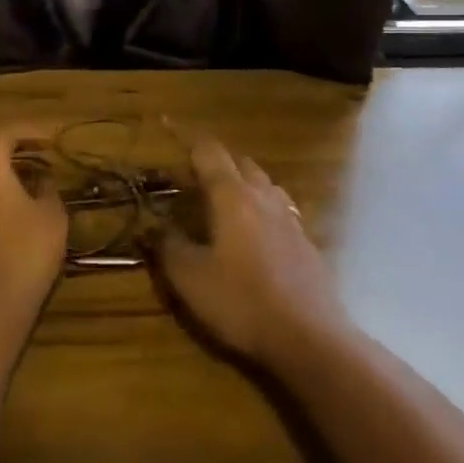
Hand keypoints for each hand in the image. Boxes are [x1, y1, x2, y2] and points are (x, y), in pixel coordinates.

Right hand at [158, 135, 346, 368]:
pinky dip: (260, 207)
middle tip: (192, 175)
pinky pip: (278, 208)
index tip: (168, 125)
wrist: (309, 337)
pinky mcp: (305, 241)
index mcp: (232, 196)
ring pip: (263, 184)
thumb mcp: (190, 278)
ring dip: (241, 182)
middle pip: (240, 163)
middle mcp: (263, 196)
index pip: (208, 153)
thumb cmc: (242, 302)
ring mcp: (290, 218)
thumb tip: (153, 226)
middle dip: (215, 161)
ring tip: (223, 199)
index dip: (186, 138)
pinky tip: (254, 232)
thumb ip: (168, 246)